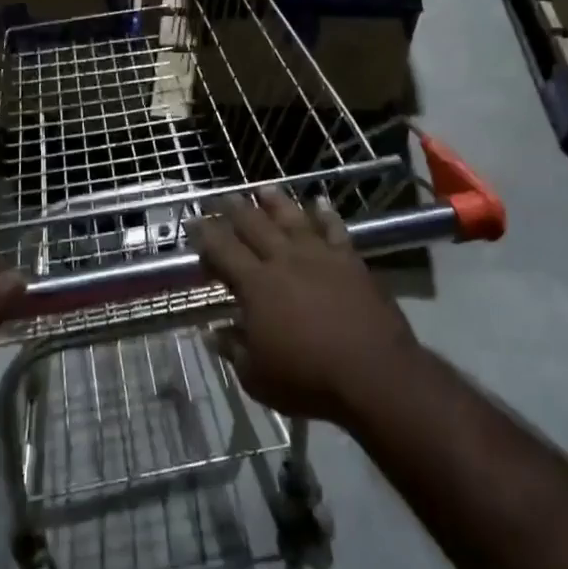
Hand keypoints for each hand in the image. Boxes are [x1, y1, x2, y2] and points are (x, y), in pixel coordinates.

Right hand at [192, 188, 420, 428]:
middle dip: (234, 209)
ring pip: (292, 218)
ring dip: (275, 202)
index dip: (205, 234)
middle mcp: (285, 260)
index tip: (194, 222)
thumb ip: (233, 349)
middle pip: (254, 225)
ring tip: (263, 188)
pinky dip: (326, 215)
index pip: (223, 250)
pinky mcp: (350, 261)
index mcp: (256, 285)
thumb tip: (213, 333)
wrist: (373, 373)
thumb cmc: (308, 379)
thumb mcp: (257, 376)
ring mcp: (320, 256)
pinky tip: (320, 204)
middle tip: (221, 197)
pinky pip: (335, 230)